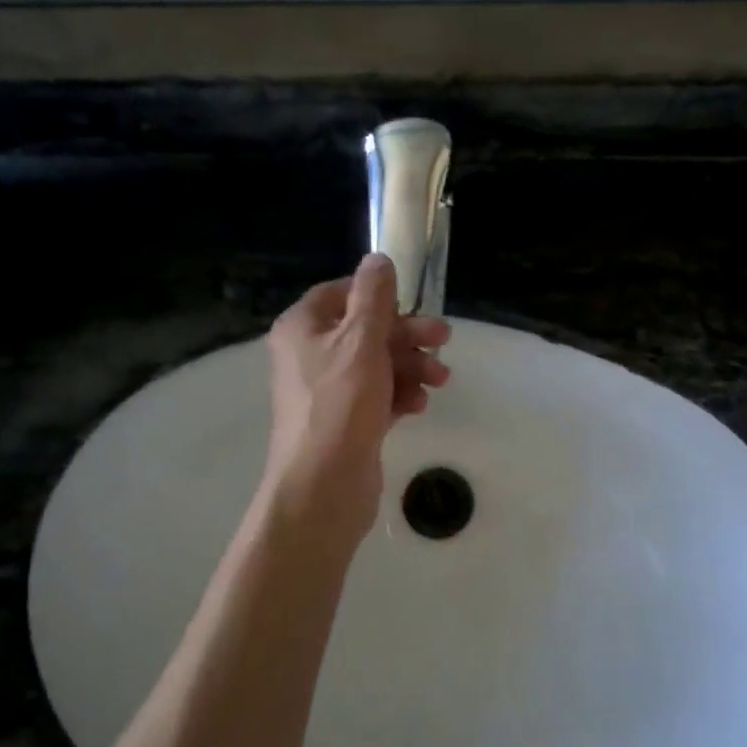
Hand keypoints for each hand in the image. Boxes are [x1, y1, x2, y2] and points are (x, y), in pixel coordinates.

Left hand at [263, 254, 450, 533]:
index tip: (411, 301)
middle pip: (364, 330)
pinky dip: (399, 395)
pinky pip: (377, 396)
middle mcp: (309, 355)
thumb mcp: (360, 340)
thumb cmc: (340, 404)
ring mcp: (327, 392)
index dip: (377, 294)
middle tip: (443, 339)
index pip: (339, 293)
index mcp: (302, 328)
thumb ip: (373, 297)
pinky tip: (419, 405)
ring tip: (440, 380)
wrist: (323, 487)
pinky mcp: (345, 422)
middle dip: (406, 334)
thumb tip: (378, 259)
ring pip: (375, 364)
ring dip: (410, 366)